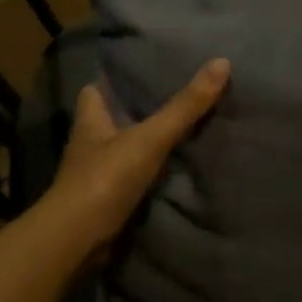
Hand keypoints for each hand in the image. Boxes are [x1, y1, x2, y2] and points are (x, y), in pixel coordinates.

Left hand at [37, 58, 230, 266]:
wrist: (80, 238)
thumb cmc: (106, 178)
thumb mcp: (150, 137)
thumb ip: (185, 106)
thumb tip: (222, 62)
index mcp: (90, 121)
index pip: (94, 91)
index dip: (111, 81)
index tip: (137, 72)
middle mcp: (89, 145)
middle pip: (109, 121)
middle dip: (133, 113)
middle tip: (169, 100)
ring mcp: (95, 176)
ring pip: (120, 152)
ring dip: (141, 146)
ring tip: (178, 134)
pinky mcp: (106, 203)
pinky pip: (130, 181)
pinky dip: (147, 177)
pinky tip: (171, 174)